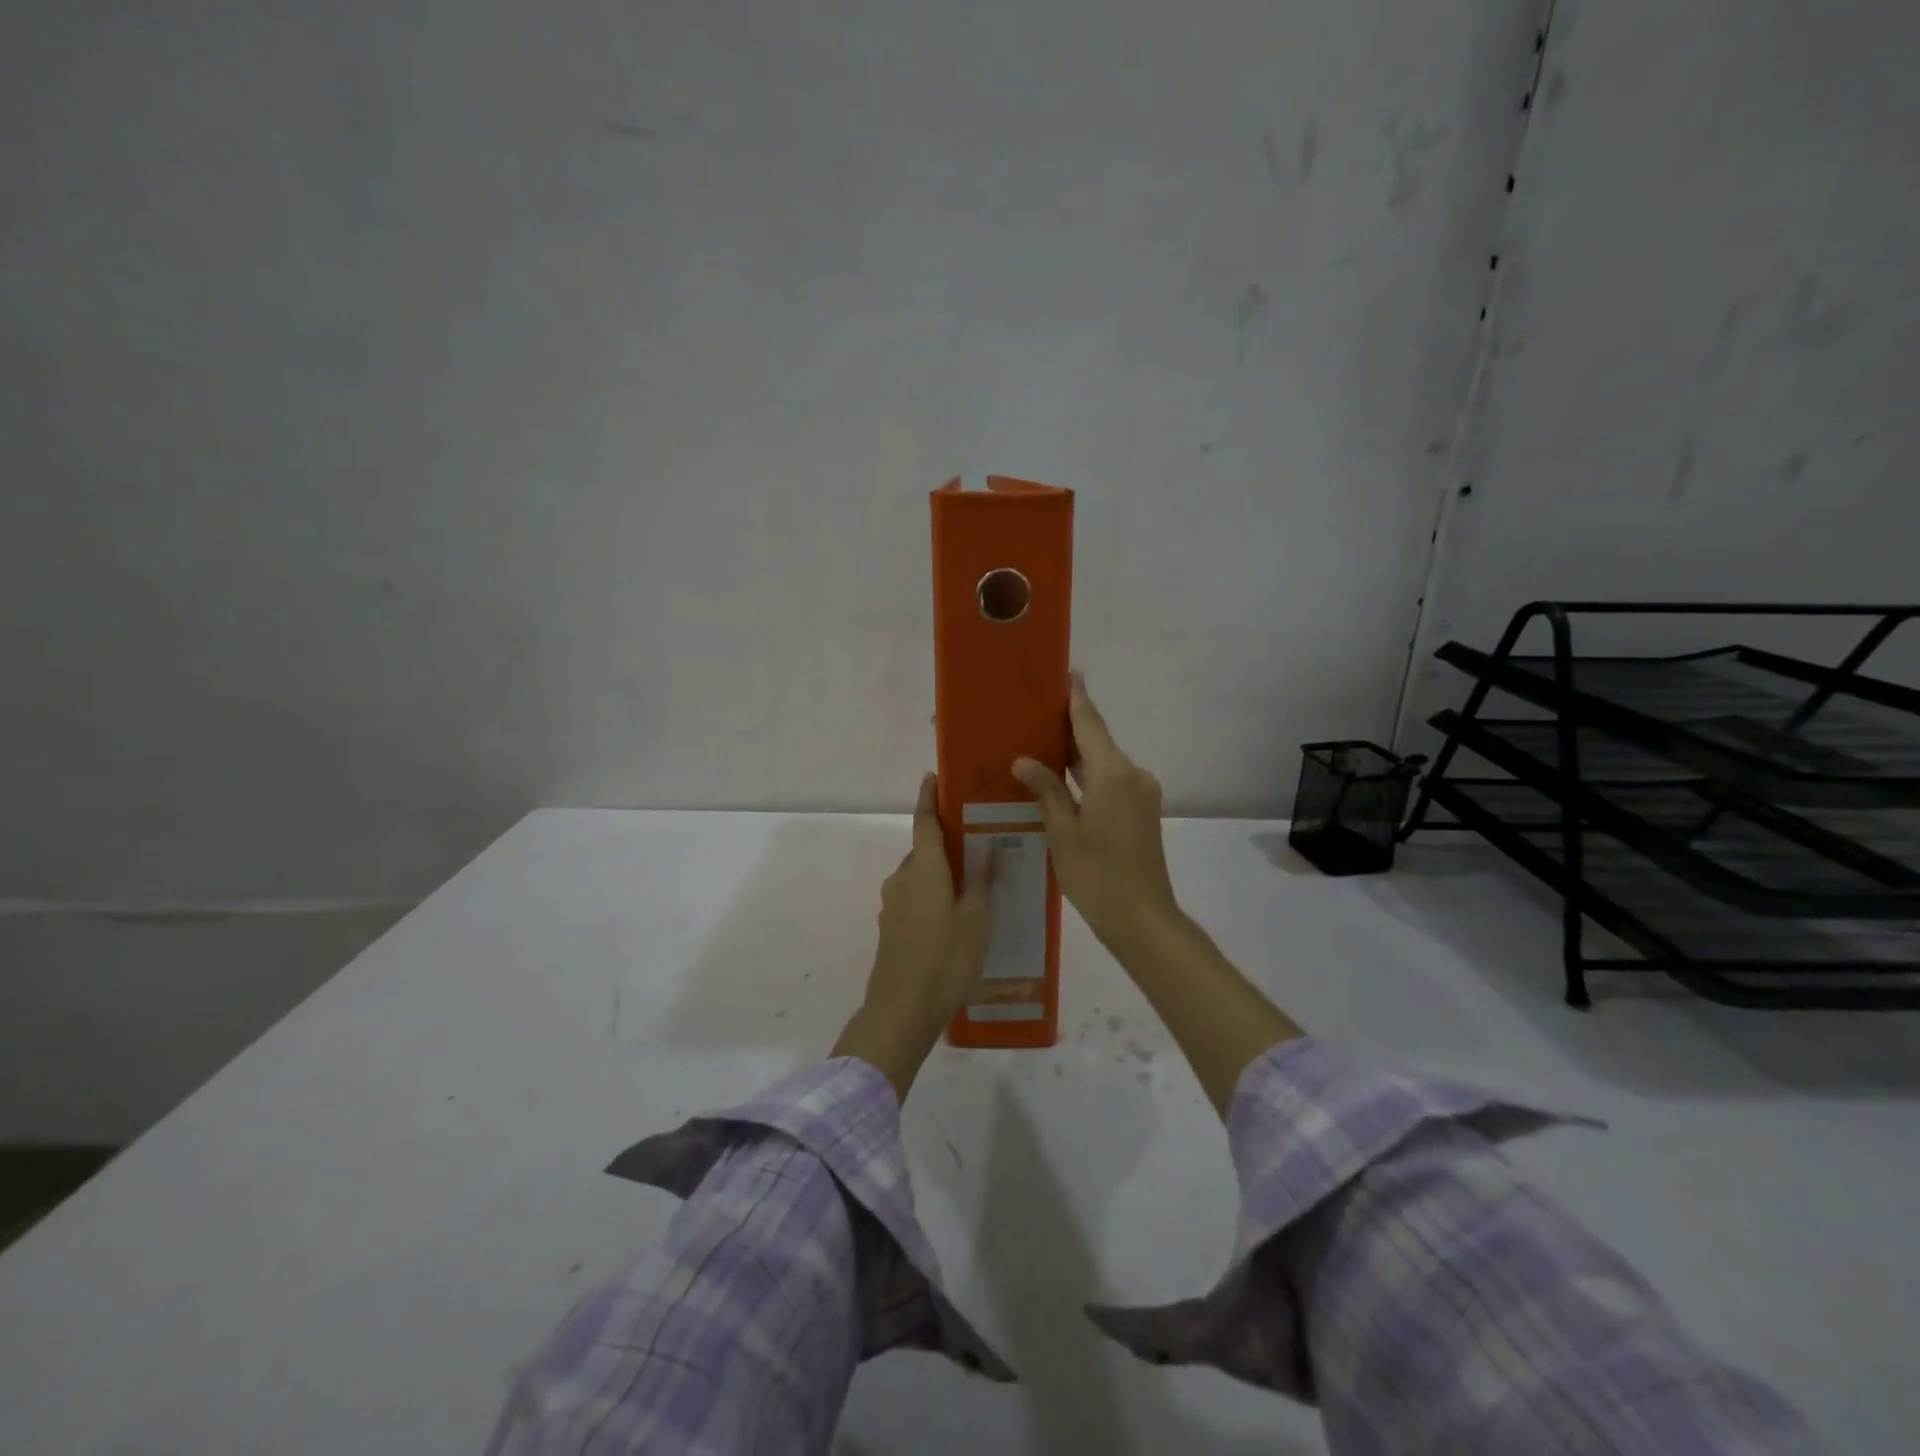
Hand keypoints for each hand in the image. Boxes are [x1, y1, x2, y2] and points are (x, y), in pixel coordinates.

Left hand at [831, 773, 994, 1101]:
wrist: (901, 1010)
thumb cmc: (946, 959)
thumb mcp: (976, 920)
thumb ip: (982, 881)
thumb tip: (990, 847)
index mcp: (923, 869)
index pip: (924, 822)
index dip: (928, 798)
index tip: (931, 778)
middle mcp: (902, 879)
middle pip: (924, 851)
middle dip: (946, 846)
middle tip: (978, 848)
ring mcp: (892, 904)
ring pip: (919, 877)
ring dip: (941, 875)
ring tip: (972, 887)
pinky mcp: (890, 927)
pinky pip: (914, 898)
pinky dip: (932, 896)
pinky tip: (953, 918)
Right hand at [1013, 671, 1180, 949]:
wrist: (1142, 919)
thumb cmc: (1097, 875)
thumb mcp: (1062, 832)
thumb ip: (1046, 790)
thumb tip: (1024, 759)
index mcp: (1113, 774)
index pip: (1090, 723)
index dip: (1076, 697)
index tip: (1067, 672)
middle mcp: (1132, 775)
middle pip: (1097, 740)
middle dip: (1068, 726)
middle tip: (1033, 711)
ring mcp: (1141, 794)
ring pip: (1103, 762)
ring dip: (1076, 754)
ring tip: (1039, 742)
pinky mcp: (1141, 811)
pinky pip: (1110, 781)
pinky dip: (1086, 776)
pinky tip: (1060, 779)